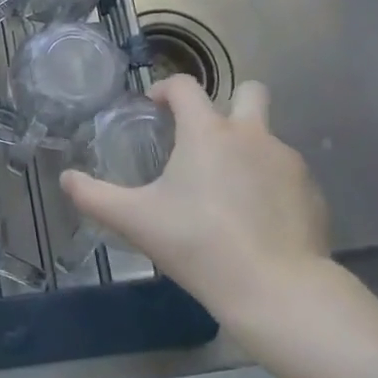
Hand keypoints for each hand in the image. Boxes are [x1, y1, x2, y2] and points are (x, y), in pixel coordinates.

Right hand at [60, 76, 332, 339]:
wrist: (277, 291)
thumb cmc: (199, 244)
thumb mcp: (136, 221)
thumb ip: (94, 196)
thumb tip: (66, 179)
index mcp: (207, 131)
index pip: (185, 86)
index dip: (165, 89)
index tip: (154, 107)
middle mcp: (251, 134)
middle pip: (249, 91)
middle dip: (229, 102)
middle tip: (206, 136)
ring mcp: (287, 162)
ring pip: (267, 137)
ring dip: (247, 149)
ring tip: (227, 189)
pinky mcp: (312, 193)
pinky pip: (286, 174)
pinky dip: (270, 184)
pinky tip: (256, 218)